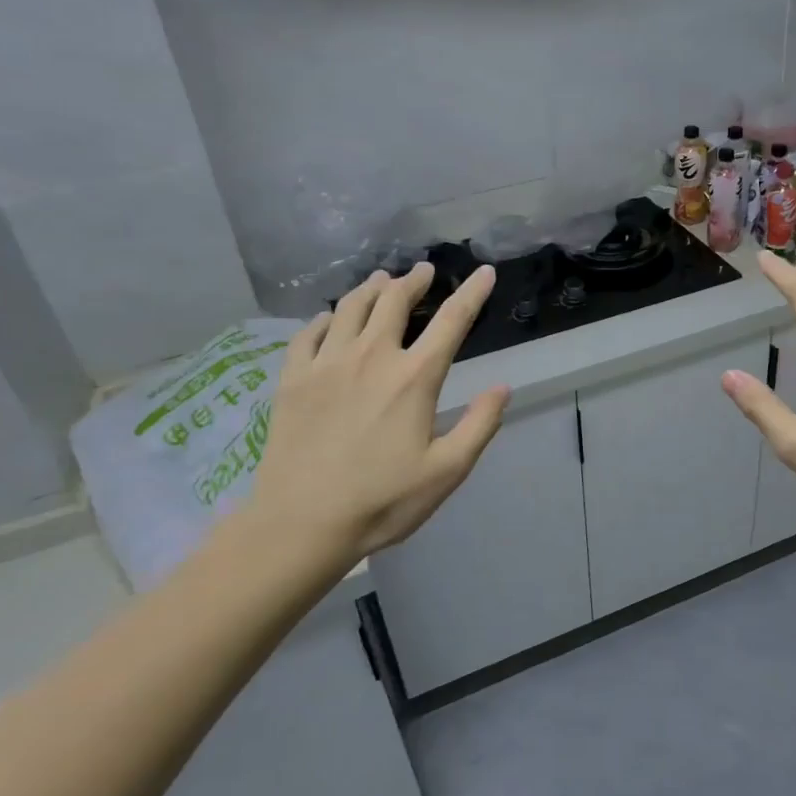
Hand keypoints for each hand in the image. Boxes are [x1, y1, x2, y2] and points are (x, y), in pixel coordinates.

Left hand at [237, 264, 509, 576]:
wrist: (302, 524)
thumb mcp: (447, 472)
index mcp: (414, 378)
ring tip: (382, 281)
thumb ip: (480, 425)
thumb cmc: (382, 501)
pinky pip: (308, 333)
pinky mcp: (293, 379)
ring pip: (350, 307)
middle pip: (394, 301)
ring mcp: (326, 364)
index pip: (451, 321)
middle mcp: (371, 357)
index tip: (484, 272)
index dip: (472, 293)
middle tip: (423, 271)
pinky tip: (330, 318)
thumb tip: (502, 387)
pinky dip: (325, 318)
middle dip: (414, 281)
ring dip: (372, 288)